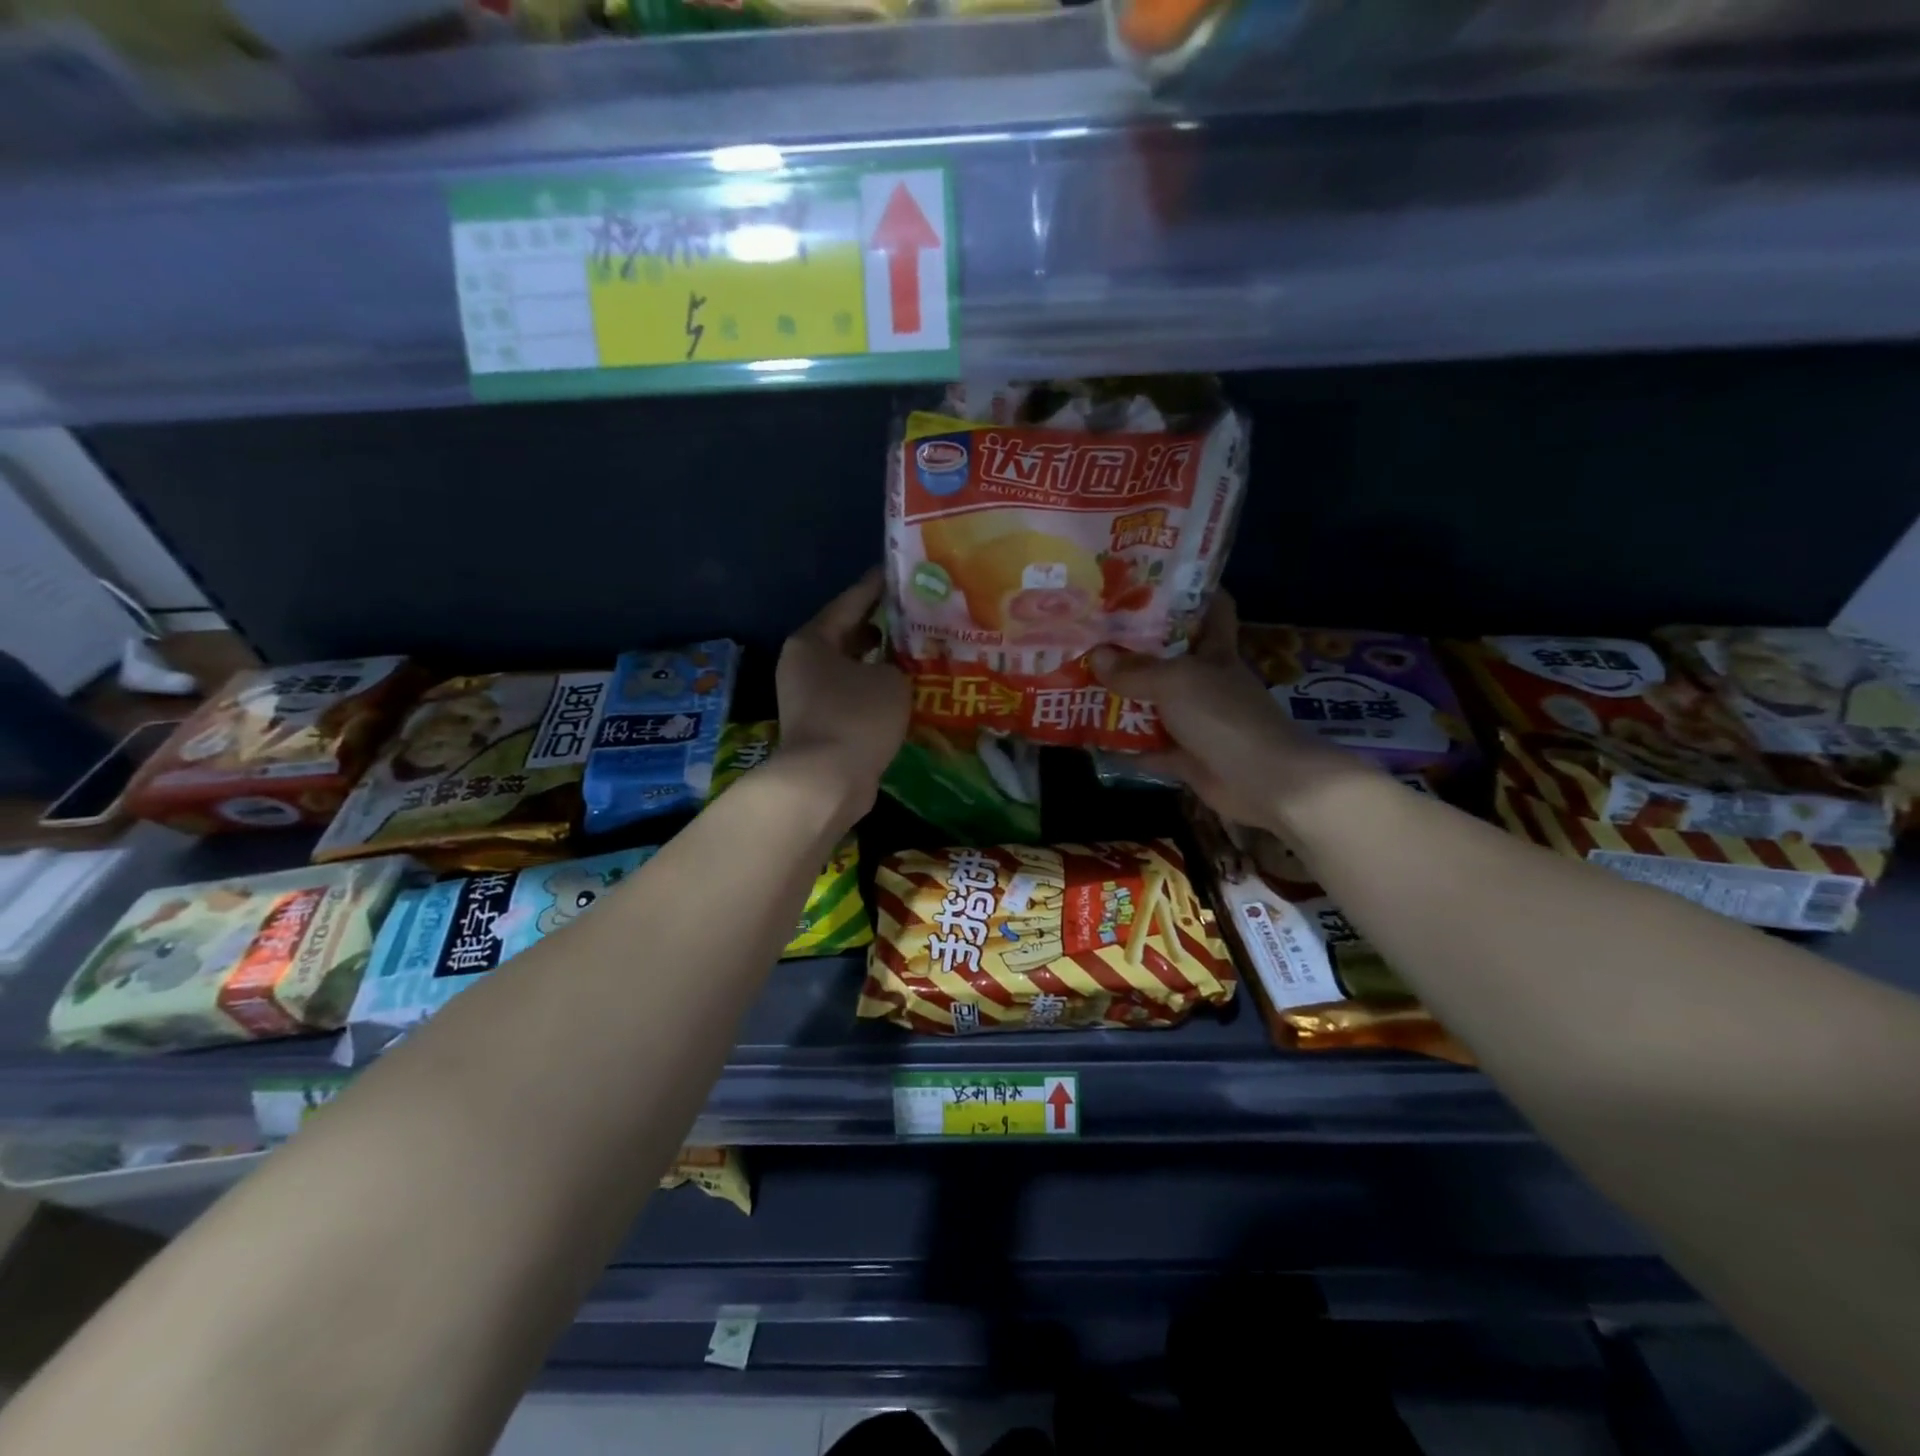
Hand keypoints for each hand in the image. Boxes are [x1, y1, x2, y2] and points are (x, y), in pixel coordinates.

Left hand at [775, 568, 909, 821]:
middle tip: (917, 614)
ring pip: (851, 668)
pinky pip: (852, 695)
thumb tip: (893, 669)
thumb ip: (897, 663)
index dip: (877, 586)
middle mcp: (804, 663)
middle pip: (848, 634)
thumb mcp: (891, 680)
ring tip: (917, 651)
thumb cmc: (856, 718)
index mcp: (813, 640)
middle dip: (882, 626)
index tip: (900, 573)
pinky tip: (904, 690)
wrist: (825, 781)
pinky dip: (874, 690)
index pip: (851, 601)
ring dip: (880, 662)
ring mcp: (808, 696)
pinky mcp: (820, 724)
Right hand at [1092, 593, 1374, 832]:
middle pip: (1170, 657)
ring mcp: (1197, 720)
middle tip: (1094, 635)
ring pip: (1155, 703)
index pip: (1212, 609)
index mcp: (1215, 651)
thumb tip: (1095, 656)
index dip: (1189, 593)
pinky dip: (1125, 746)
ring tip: (1082, 682)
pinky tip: (1093, 737)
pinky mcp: (1188, 757)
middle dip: (1135, 649)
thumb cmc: (1223, 715)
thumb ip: (1134, 670)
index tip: (1151, 584)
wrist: (1263, 780)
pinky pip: (1150, 748)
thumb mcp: (1175, 682)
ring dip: (1124, 699)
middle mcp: (1206, 681)